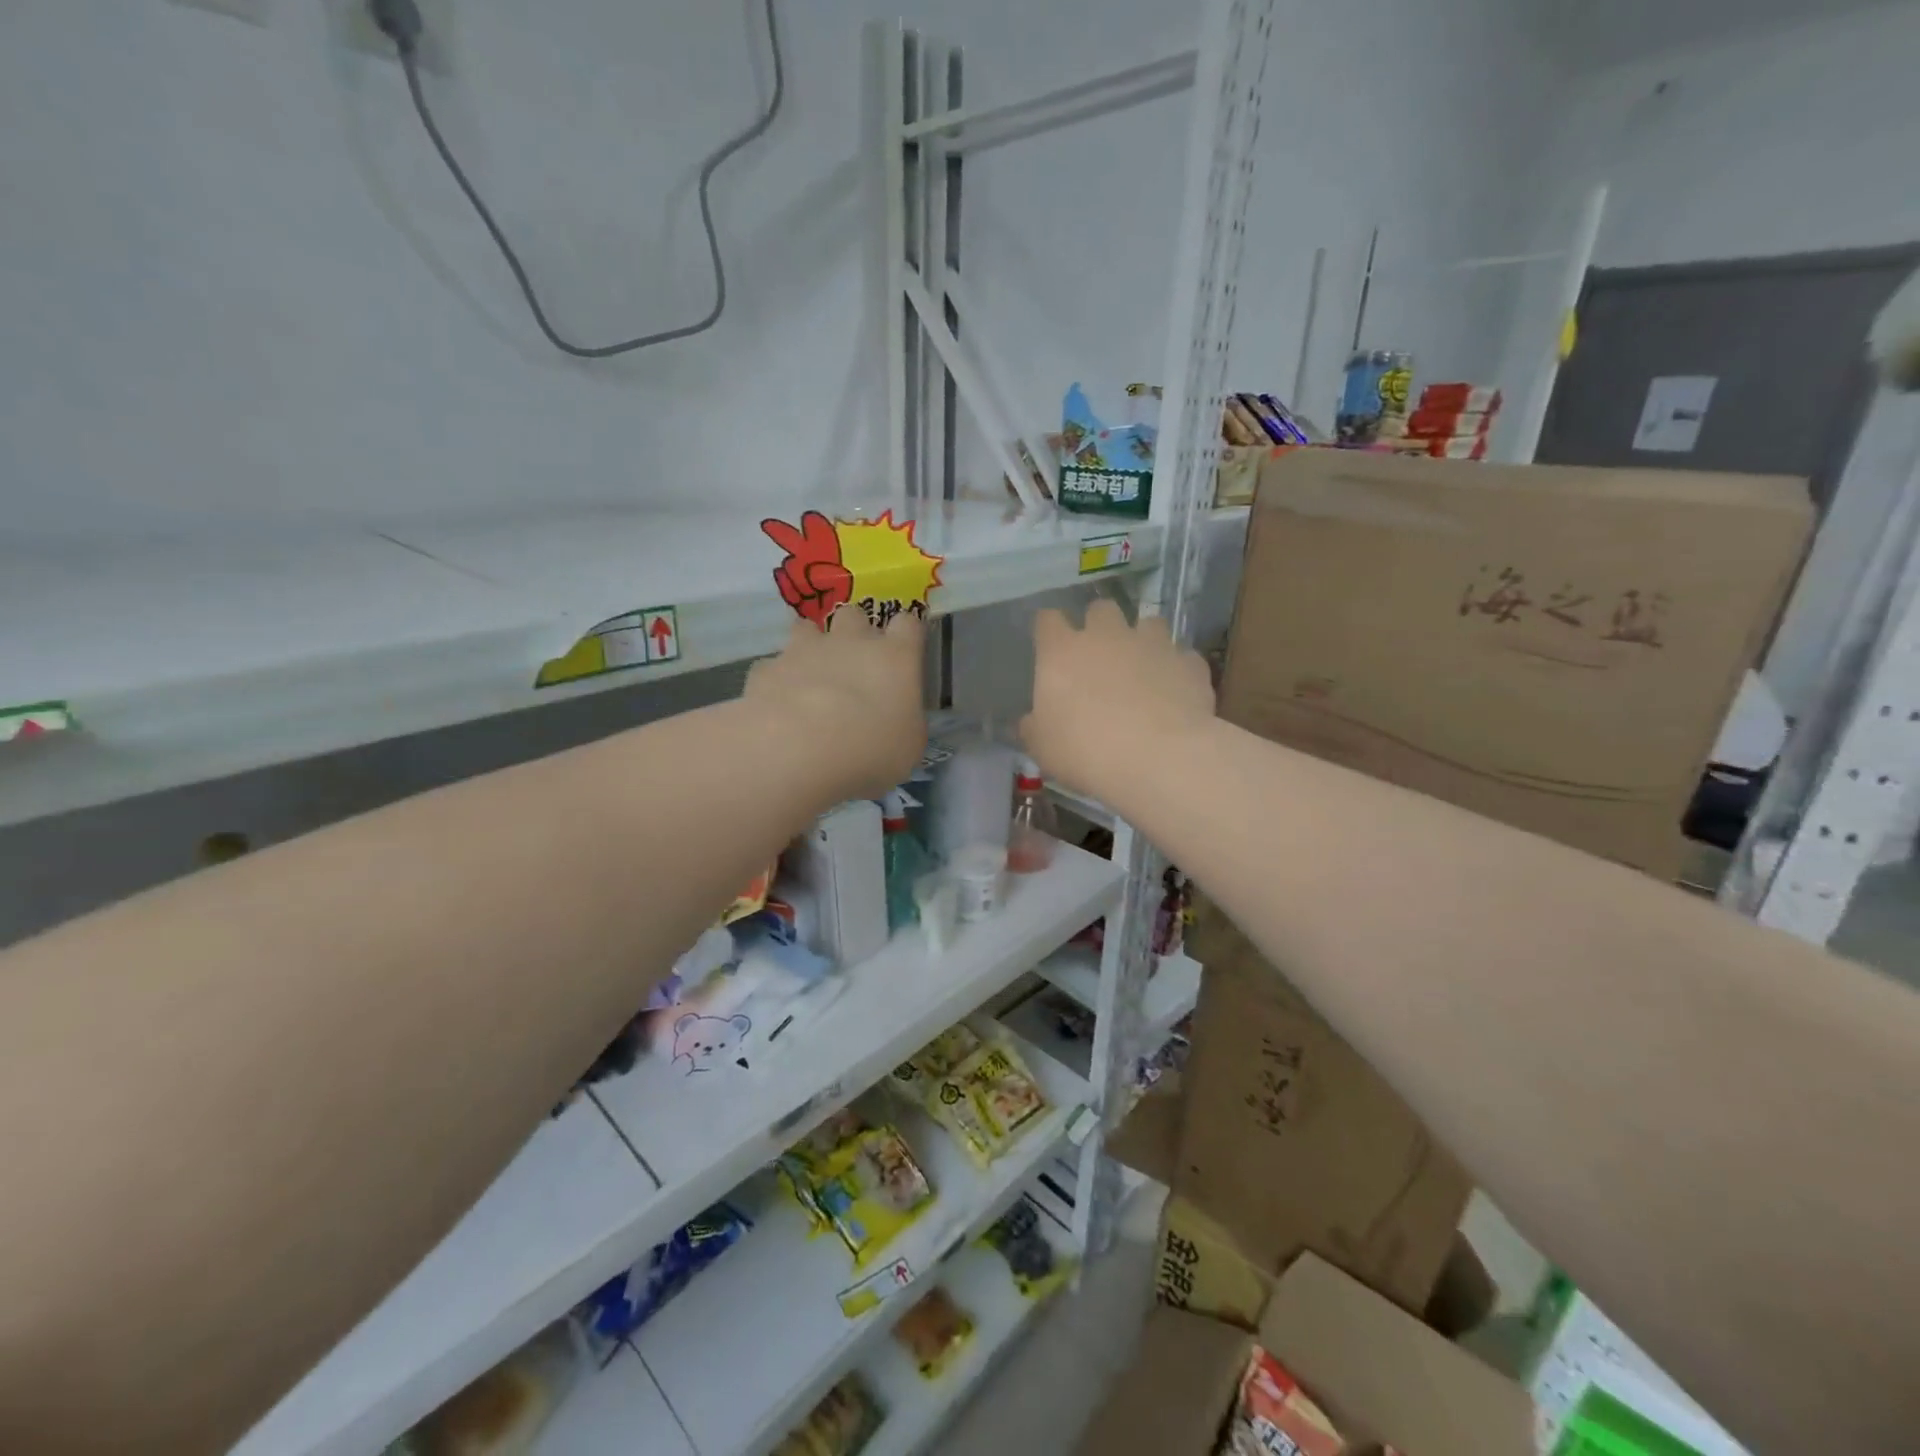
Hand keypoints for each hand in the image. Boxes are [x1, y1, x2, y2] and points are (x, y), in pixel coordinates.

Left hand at [745, 607, 927, 799]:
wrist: (796, 750)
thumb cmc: (869, 750)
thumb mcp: (909, 748)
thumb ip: (906, 723)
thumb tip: (900, 719)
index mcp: (895, 657)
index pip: (908, 625)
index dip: (906, 636)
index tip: (903, 655)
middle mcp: (850, 641)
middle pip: (854, 615)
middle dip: (854, 632)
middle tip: (854, 665)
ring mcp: (804, 650)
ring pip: (806, 628)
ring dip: (810, 645)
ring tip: (810, 676)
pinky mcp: (767, 668)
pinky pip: (772, 665)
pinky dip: (777, 679)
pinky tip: (776, 705)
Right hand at [1022, 599, 1214, 802]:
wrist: (1158, 758)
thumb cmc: (1085, 751)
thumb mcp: (1042, 747)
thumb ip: (1034, 727)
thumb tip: (1031, 721)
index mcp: (1062, 651)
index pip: (1048, 620)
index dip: (1048, 630)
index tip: (1049, 646)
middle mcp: (1107, 635)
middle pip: (1101, 609)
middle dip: (1099, 626)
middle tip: (1099, 656)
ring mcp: (1153, 644)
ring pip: (1148, 623)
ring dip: (1143, 640)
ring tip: (1143, 668)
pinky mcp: (1189, 662)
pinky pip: (1181, 657)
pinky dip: (1176, 669)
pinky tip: (1175, 692)